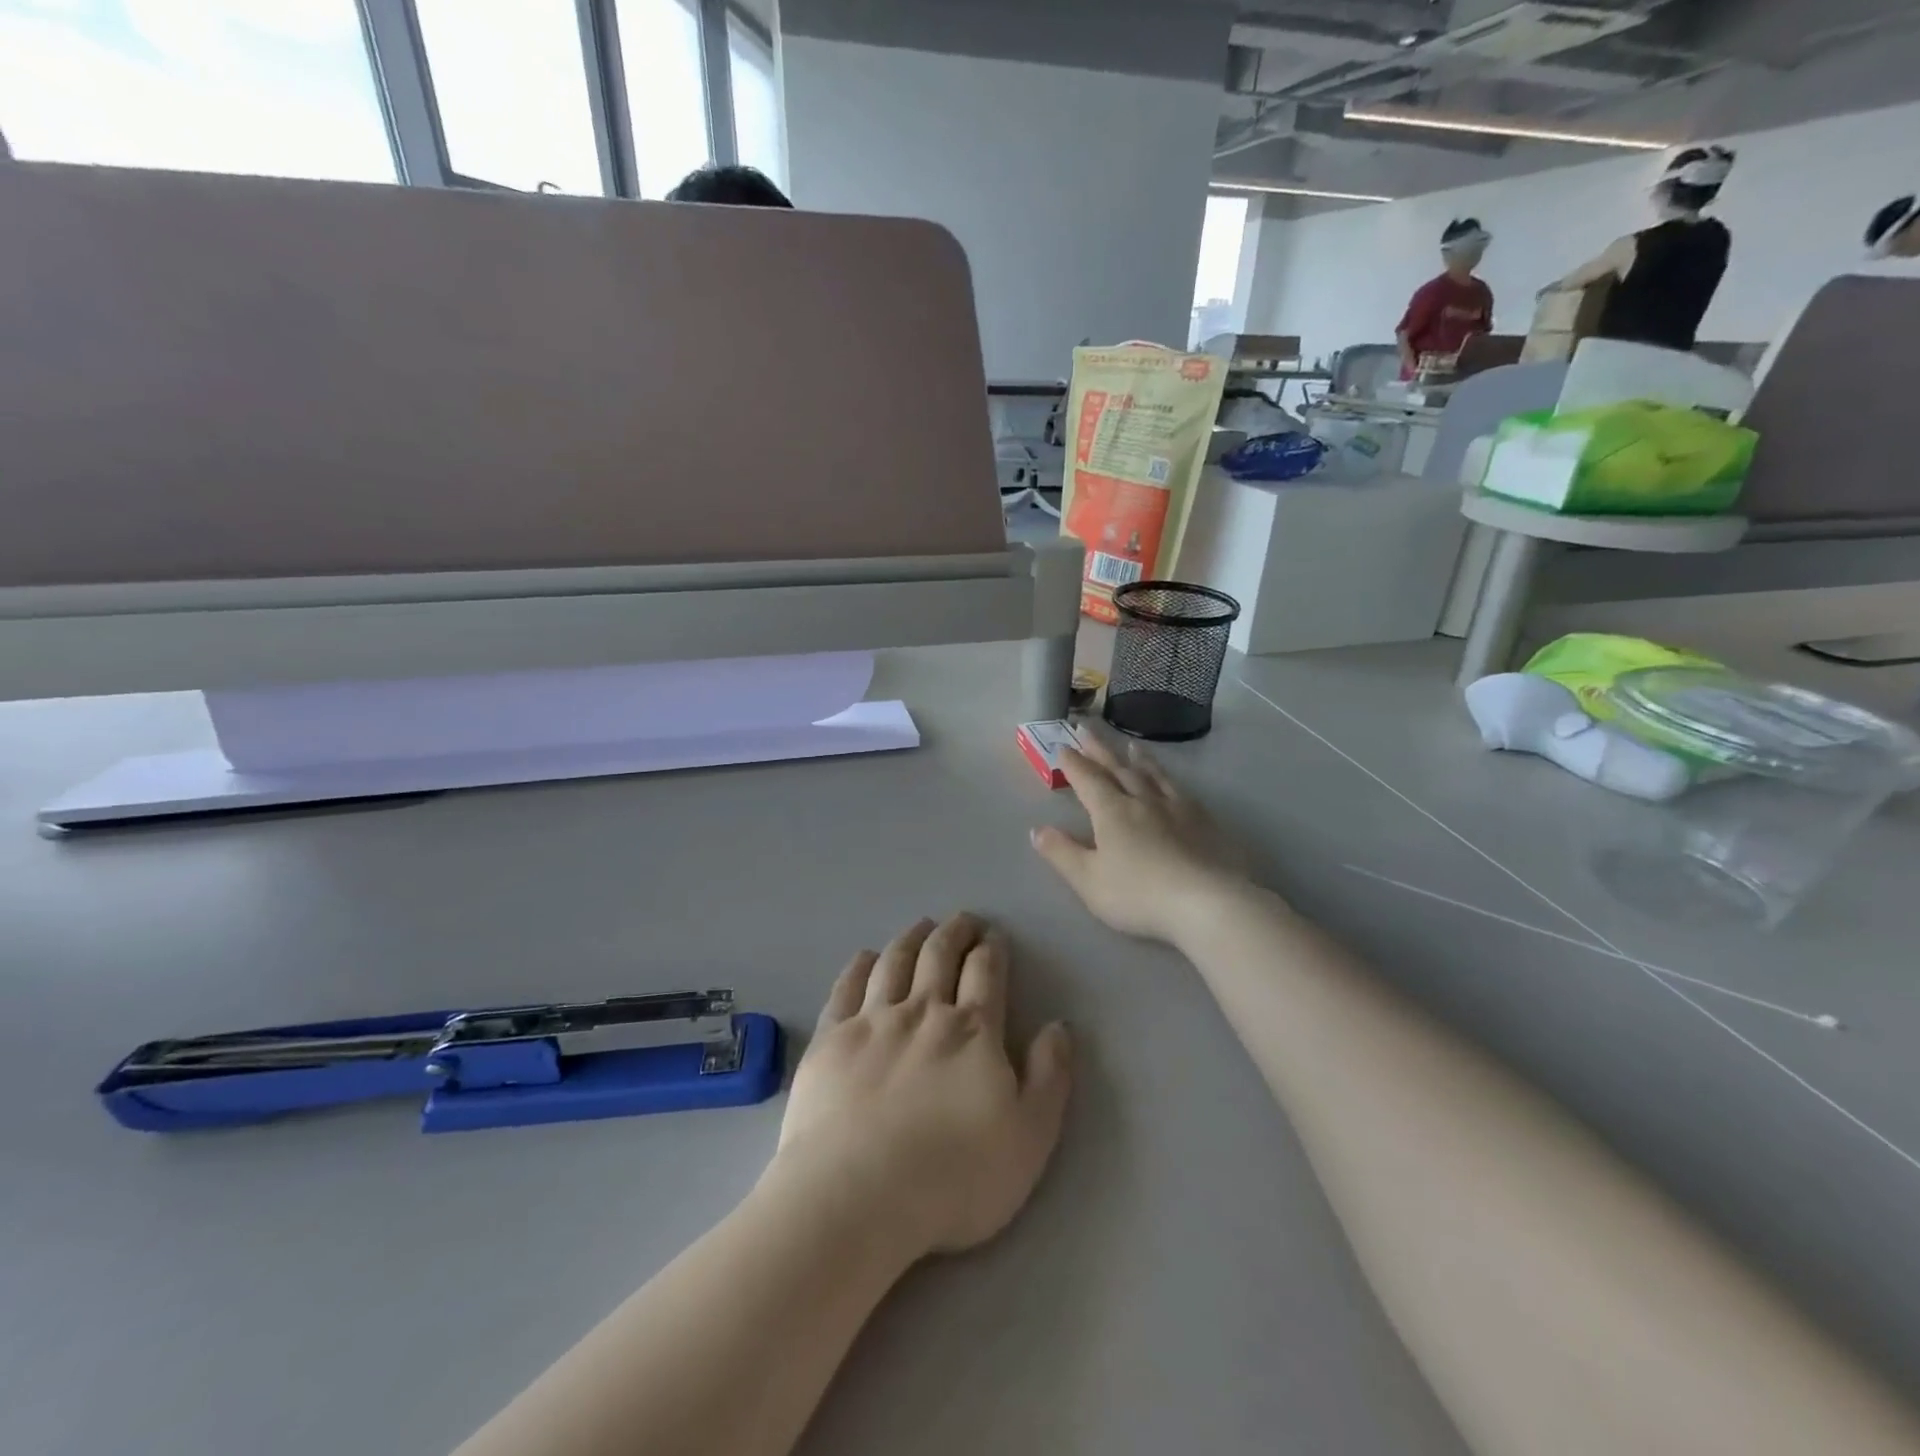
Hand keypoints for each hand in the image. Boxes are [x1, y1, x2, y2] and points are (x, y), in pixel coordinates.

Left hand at [770, 915, 1072, 1262]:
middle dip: (955, 931)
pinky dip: (860, 965)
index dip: (991, 949)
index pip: (986, 972)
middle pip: (940, 954)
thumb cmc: (954, 1175)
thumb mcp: (1029, 1137)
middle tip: (963, 920)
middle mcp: (923, 1011)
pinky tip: (866, 957)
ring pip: (895, 962)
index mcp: (973, 1030)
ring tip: (921, 926)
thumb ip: (1049, 1077)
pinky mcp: (831, 1039)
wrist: (857, 1194)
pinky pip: (847, 987)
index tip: (993, 937)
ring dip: (912, 938)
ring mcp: (872, 1021)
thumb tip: (1059, 1026)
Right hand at [1030, 731, 1248, 944]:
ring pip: (1153, 775)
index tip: (1062, 746)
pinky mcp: (1204, 821)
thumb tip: (1037, 830)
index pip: (1088, 780)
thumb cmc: (1139, 894)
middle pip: (1117, 769)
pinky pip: (1181, 790)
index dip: (1073, 763)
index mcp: (1112, 812)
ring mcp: (1177, 808)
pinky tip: (1172, 782)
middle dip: (1099, 749)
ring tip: (1131, 745)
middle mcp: (1143, 800)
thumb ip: (1061, 853)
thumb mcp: (1088, 880)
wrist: (1207, 903)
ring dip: (1138, 759)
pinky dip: (1169, 779)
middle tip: (1086, 728)